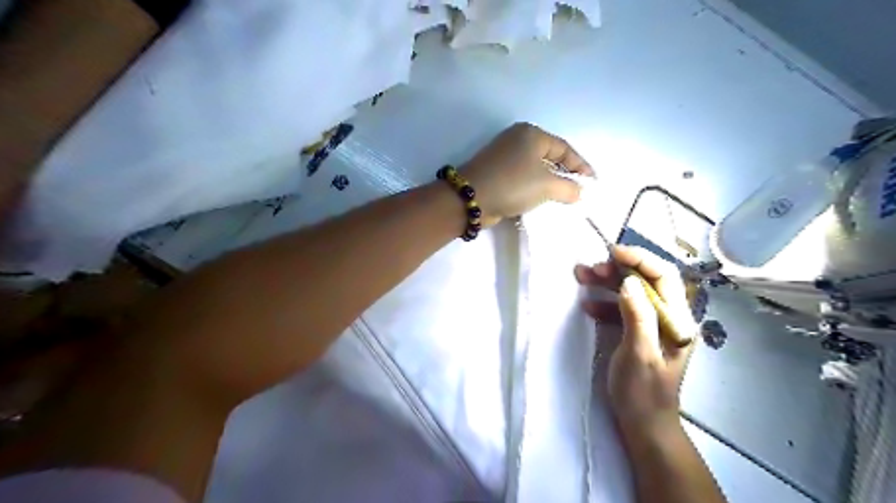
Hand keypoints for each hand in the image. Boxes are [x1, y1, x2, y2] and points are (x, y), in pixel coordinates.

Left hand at [457, 122, 593, 225]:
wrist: (471, 198)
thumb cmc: (513, 184)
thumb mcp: (547, 185)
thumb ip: (569, 188)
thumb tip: (579, 193)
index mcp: (531, 134)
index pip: (564, 149)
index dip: (581, 166)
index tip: (593, 184)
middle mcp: (518, 140)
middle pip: (550, 157)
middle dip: (566, 175)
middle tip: (580, 192)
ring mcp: (505, 156)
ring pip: (536, 170)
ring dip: (550, 185)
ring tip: (564, 200)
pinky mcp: (497, 173)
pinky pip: (523, 179)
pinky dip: (534, 189)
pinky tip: (542, 202)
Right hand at [578, 247, 694, 439]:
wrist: (642, 423)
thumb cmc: (643, 391)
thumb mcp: (640, 354)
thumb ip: (637, 316)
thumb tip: (628, 282)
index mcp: (677, 320)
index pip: (664, 276)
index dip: (640, 259)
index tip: (612, 252)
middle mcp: (668, 317)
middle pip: (645, 280)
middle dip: (618, 269)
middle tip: (590, 268)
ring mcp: (652, 324)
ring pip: (630, 292)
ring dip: (607, 283)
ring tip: (582, 276)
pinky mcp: (637, 332)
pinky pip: (621, 308)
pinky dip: (603, 303)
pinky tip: (587, 305)